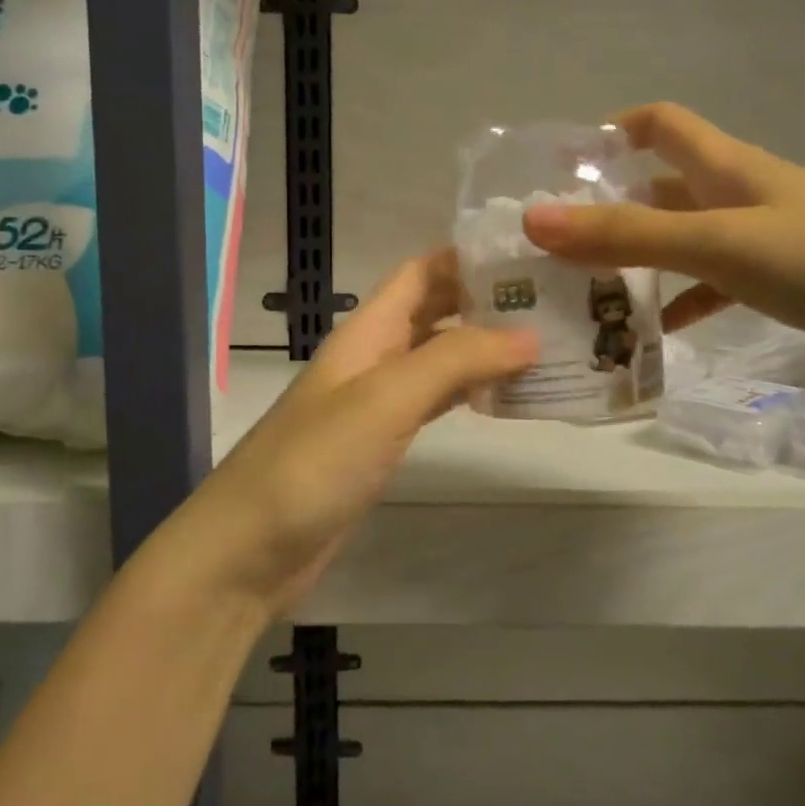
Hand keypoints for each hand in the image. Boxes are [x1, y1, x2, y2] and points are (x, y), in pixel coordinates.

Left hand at [176, 250, 536, 617]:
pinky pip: (434, 402)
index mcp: (368, 332)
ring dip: (484, 348)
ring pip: (438, 358)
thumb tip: (530, 334)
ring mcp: (376, 403)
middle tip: (554, 302)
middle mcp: (373, 357)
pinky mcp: (381, 445)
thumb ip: (455, 360)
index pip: (420, 272)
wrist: (250, 549)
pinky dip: (469, 393)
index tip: (529, 256)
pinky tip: (503, 398)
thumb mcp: (386, 398)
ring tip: (546, 345)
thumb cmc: (313, 462)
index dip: (467, 257)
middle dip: (486, 301)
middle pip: (433, 311)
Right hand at [522, 103, 804, 385]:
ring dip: (643, 257)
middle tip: (557, 244)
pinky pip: (718, 281)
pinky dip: (686, 298)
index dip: (610, 129)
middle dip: (611, 206)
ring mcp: (768, 236)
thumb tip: (533, 220)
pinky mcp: (789, 278)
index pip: (660, 123)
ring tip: (591, 292)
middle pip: (663, 186)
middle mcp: (742, 192)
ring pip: (687, 237)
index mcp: (726, 167)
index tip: (561, 161)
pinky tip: (662, 329)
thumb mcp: (718, 243)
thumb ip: (626, 235)